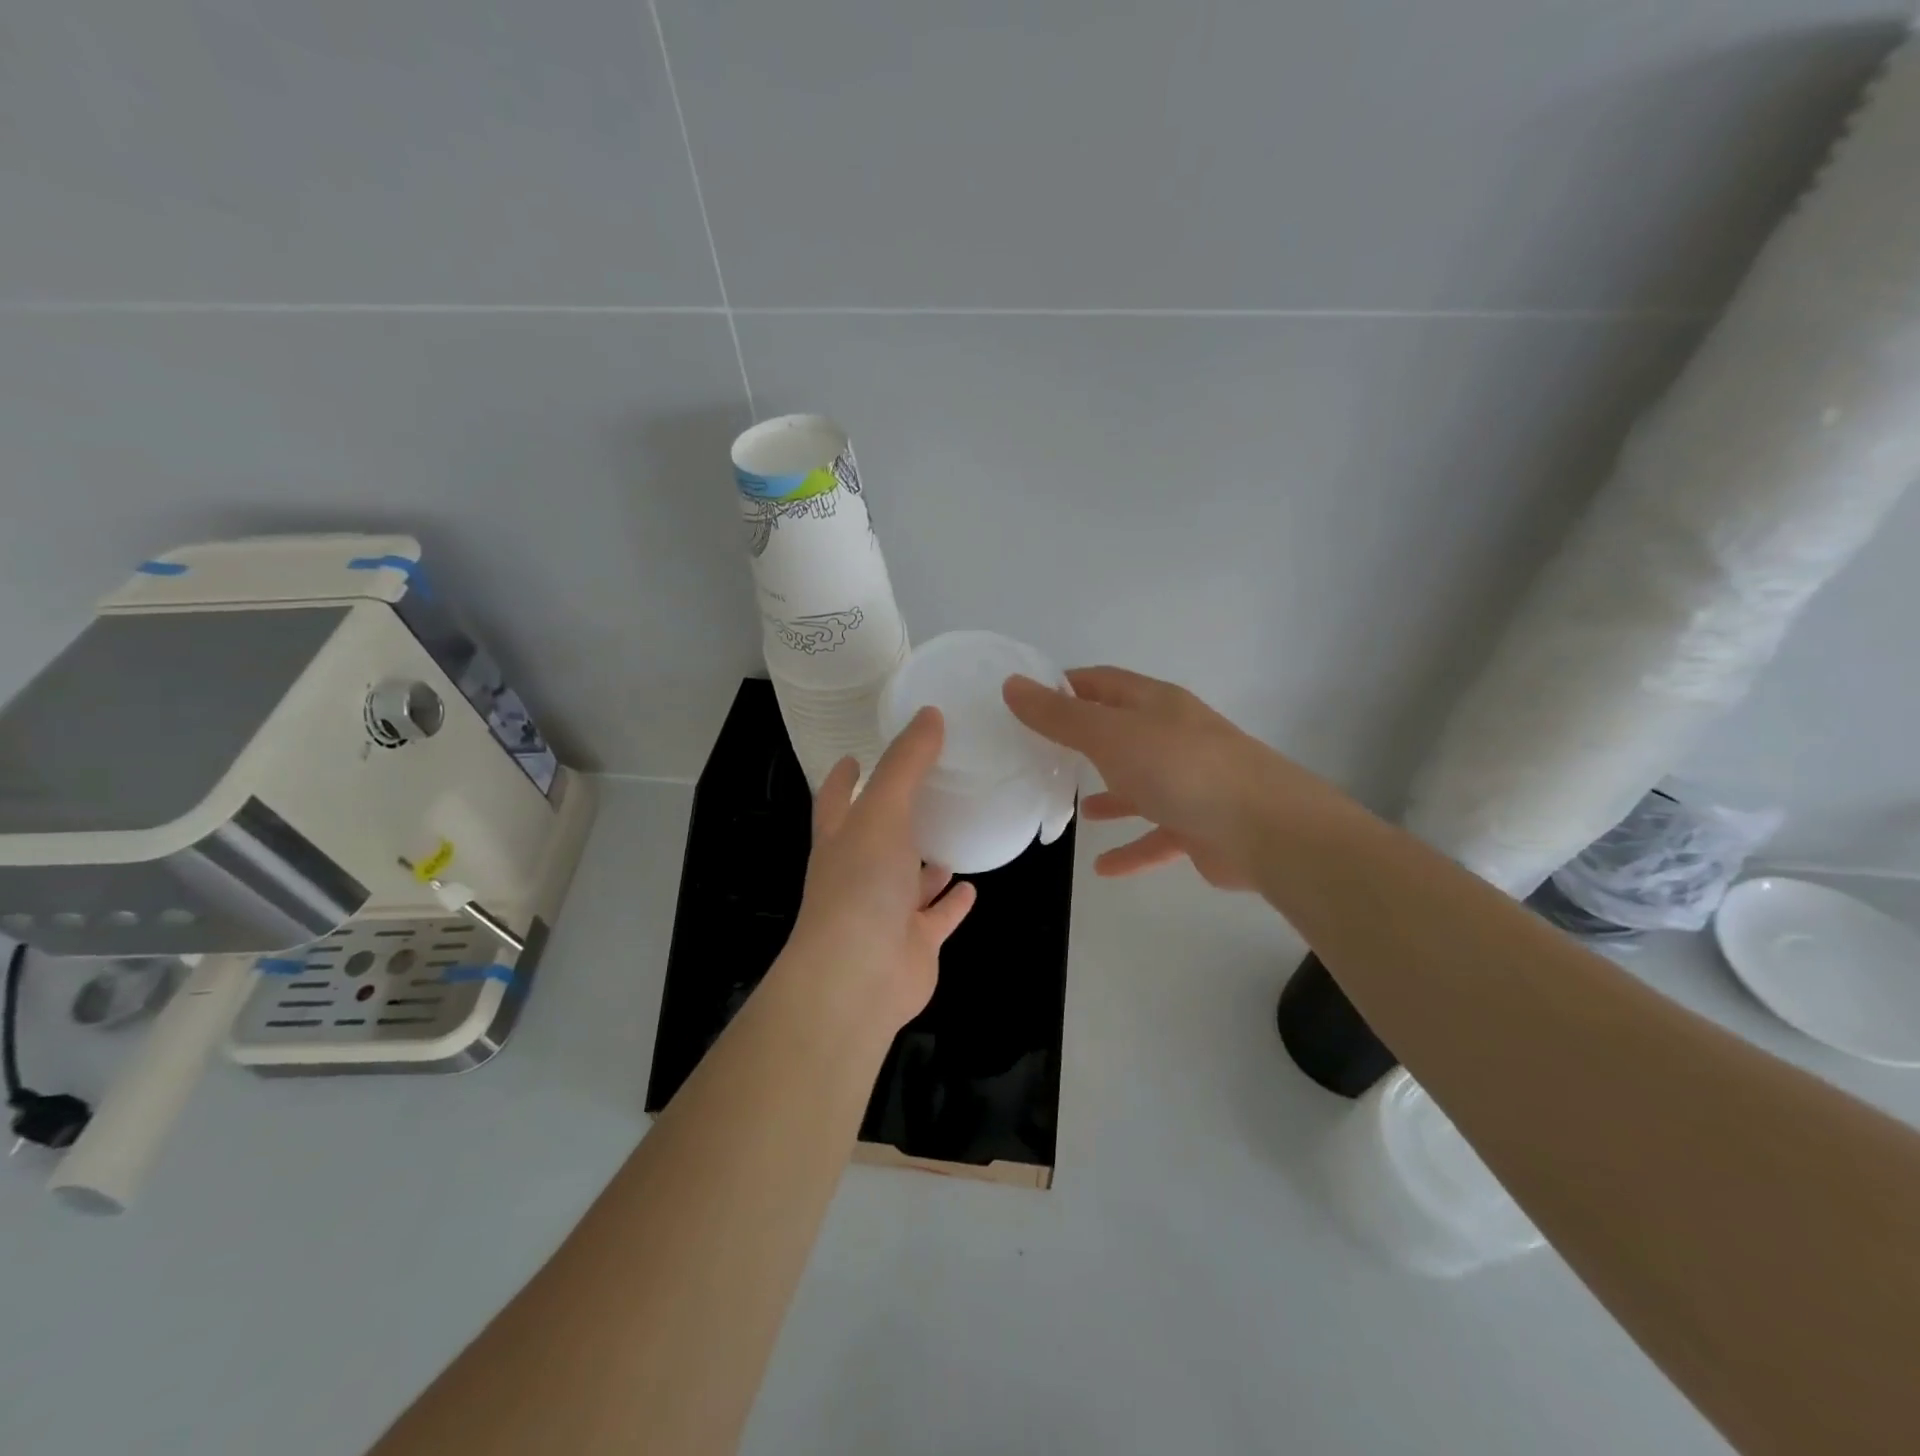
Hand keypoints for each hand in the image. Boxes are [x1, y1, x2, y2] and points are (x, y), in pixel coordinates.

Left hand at [784, 707, 977, 1034]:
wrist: (858, 976)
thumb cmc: (861, 884)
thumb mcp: (883, 810)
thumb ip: (906, 763)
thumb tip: (929, 713)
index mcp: (841, 839)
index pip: (836, 799)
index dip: (843, 777)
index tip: (853, 755)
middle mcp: (858, 873)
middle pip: (875, 837)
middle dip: (895, 816)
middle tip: (927, 787)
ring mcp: (885, 911)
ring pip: (908, 879)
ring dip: (925, 861)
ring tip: (953, 834)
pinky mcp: (913, 943)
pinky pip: (936, 918)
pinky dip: (951, 903)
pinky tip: (971, 887)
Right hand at [1004, 666, 1332, 888]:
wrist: (1266, 828)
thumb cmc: (1180, 769)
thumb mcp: (1110, 736)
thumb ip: (1060, 716)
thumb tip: (1012, 684)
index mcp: (1153, 705)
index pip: (1102, 683)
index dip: (1065, 685)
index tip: (1027, 699)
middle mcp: (1172, 737)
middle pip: (1120, 733)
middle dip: (1084, 742)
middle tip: (1040, 755)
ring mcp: (1188, 782)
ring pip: (1139, 785)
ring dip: (1110, 796)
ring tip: (1076, 810)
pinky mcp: (1198, 826)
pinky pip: (1156, 836)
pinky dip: (1131, 848)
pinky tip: (1103, 868)